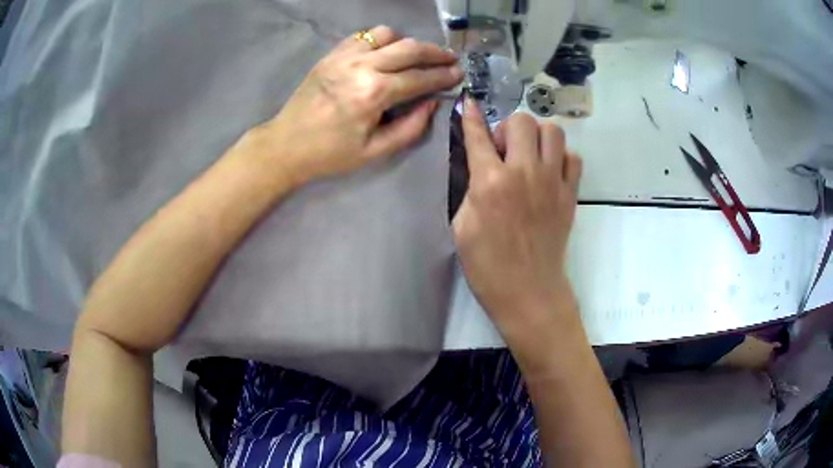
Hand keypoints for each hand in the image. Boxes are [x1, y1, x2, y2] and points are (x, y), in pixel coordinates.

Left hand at [253, 25, 462, 186]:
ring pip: (386, 34)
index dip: (443, 76)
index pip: (419, 78)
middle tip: (450, 58)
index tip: (459, 74)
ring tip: (416, 55)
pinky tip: (385, 51)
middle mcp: (361, 67)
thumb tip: (432, 103)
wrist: (286, 145)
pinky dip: (380, 39)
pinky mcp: (331, 55)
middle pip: (409, 49)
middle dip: (435, 52)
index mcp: (373, 94)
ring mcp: (343, 57)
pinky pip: (363, 36)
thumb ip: (410, 127)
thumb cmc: (330, 154)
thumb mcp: (375, 151)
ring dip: (407, 42)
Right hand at [453, 98, 582, 340]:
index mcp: (490, 182)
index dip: (470, 115)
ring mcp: (553, 182)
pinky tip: (550, 172)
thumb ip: (468, 189)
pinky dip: (561, 158)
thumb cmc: (487, 265)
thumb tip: (475, 166)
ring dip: (537, 137)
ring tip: (529, 156)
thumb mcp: (460, 226)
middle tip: (502, 151)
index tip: (469, 102)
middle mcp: (524, 172)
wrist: (528, 291)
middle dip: (507, 129)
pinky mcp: (571, 195)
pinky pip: (573, 158)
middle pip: (522, 121)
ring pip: (553, 131)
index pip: (477, 135)